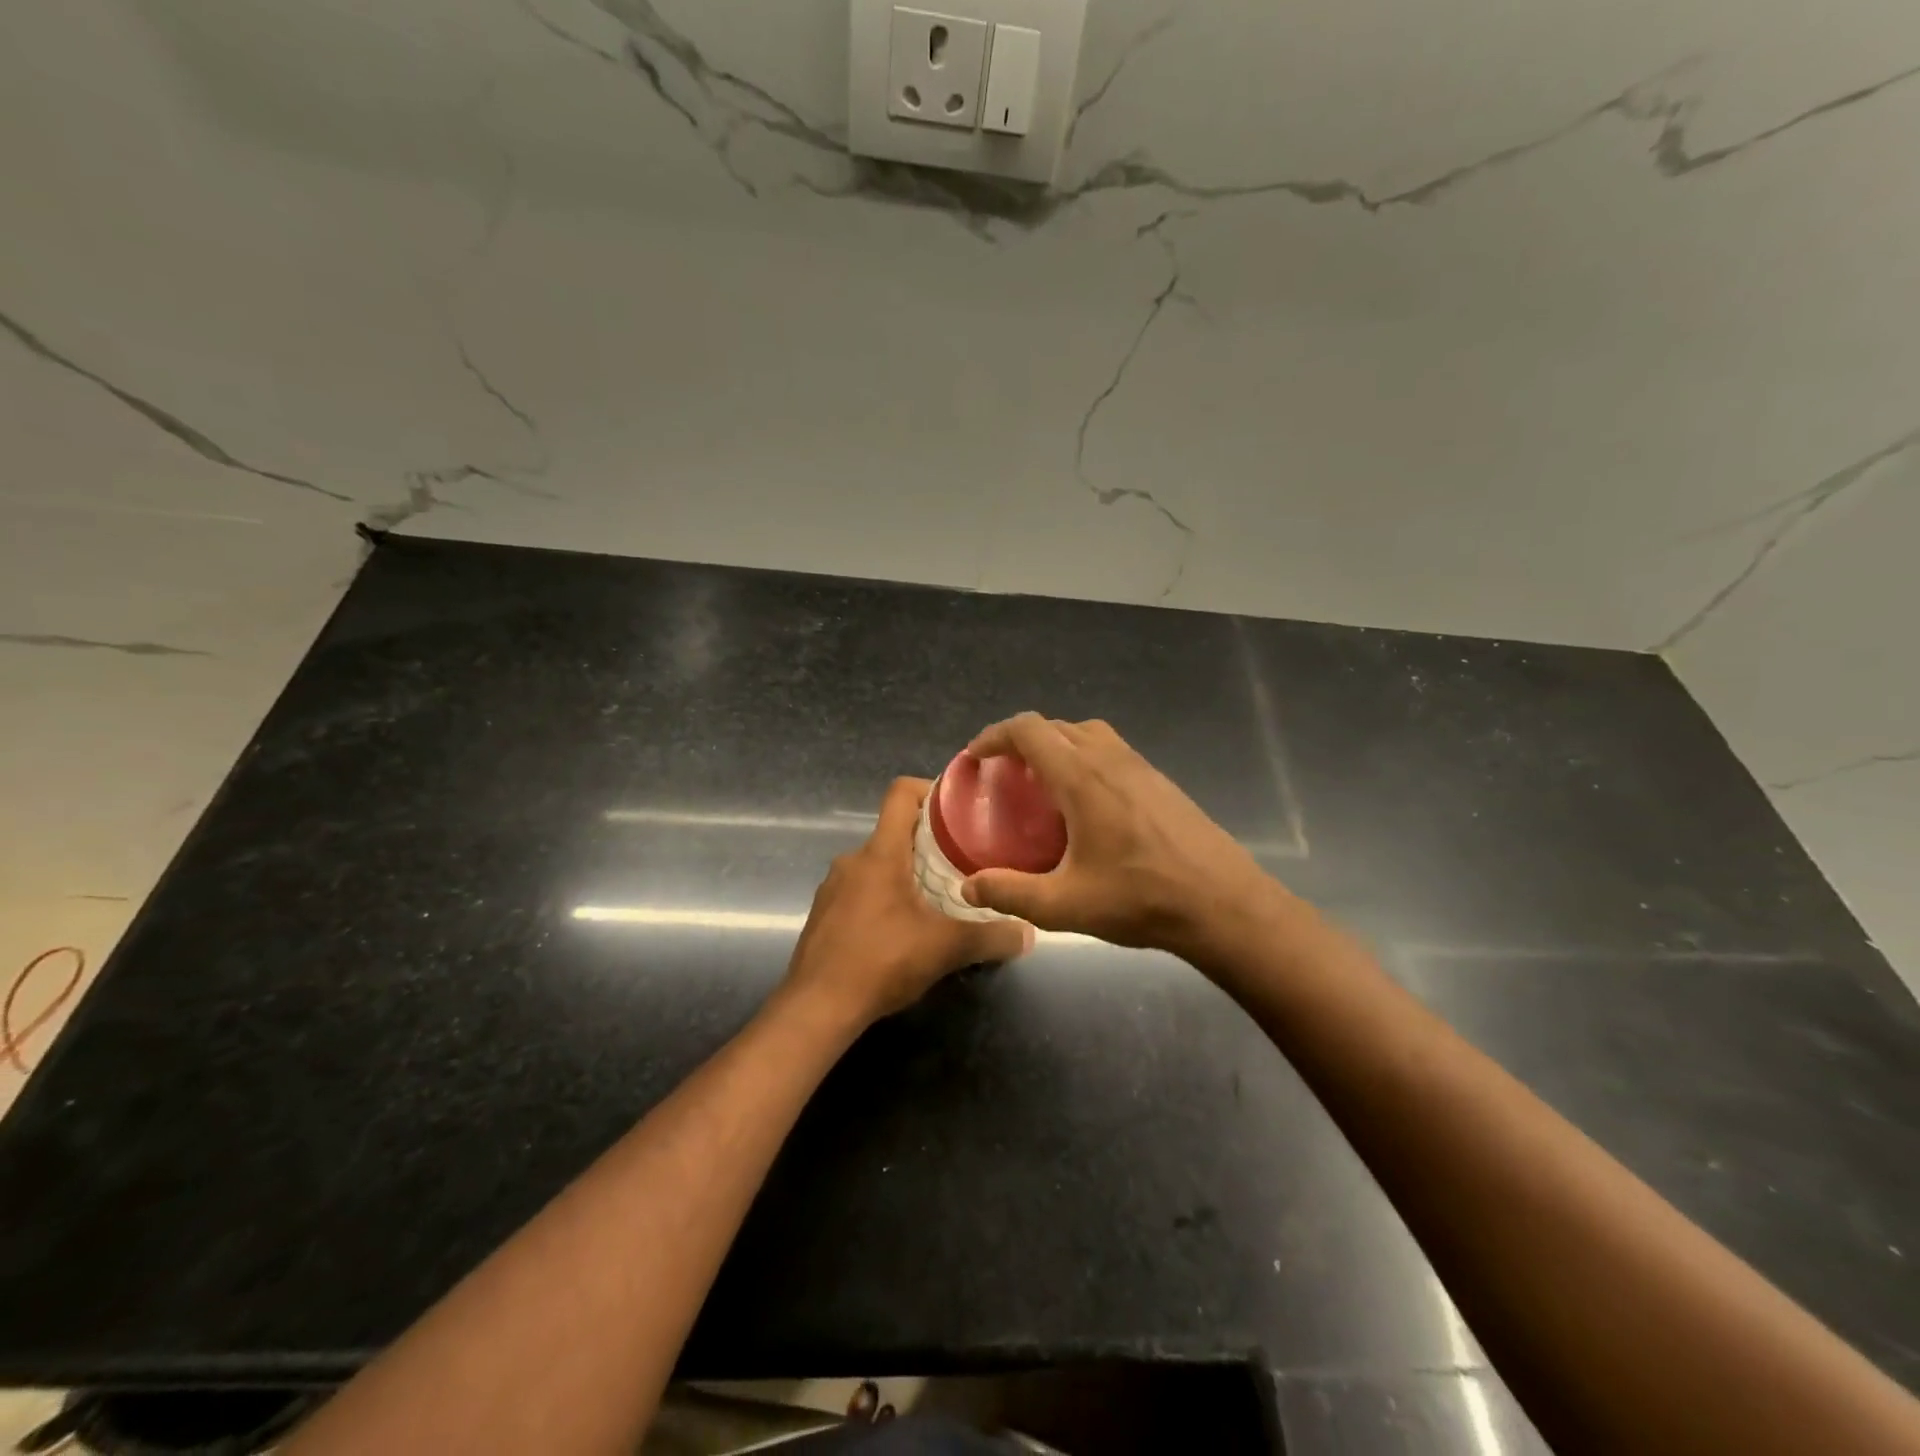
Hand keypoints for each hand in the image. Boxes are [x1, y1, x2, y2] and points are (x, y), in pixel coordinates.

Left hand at [784, 777, 1033, 1025]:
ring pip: (877, 863)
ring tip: (938, 897)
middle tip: (963, 861)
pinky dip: (884, 897)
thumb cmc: (880, 962)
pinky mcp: (824, 913)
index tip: (960, 808)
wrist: (816, 1007)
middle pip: (894, 831)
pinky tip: (903, 928)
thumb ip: (990, 936)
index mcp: (880, 853)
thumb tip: (1028, 933)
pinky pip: (860, 890)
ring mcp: (833, 887)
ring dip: (906, 872)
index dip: (930, 789)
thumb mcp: (945, 949)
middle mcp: (852, 860)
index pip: (901, 793)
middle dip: (928, 841)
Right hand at [959, 714, 1275, 955]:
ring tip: (1041, 782)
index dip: (995, 736)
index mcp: (1081, 778)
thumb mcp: (1065, 906)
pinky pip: (1112, 751)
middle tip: (1002, 773)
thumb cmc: (1141, 900)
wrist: (1223, 904)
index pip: (1029, 730)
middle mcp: (1110, 759)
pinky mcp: (1161, 781)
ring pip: (1087, 733)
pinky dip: (1085, 758)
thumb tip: (969, 887)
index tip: (975, 757)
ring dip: (1057, 745)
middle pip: (1056, 726)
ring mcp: (1141, 767)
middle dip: (1021, 740)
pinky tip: (1087, 803)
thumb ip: (1011, 893)